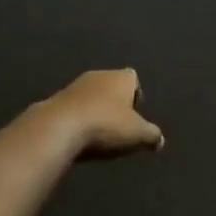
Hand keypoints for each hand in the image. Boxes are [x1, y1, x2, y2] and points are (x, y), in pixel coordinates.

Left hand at [26, 69, 163, 158]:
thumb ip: (151, 135)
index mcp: (121, 77)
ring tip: (98, 133)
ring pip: (91, 95)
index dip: (136, 95)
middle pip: (111, 85)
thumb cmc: (105, 125)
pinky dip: (78, 118)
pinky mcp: (56, 99)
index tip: (135, 115)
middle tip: (118, 126)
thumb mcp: (137, 134)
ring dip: (95, 110)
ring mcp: (75, 85)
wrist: (59, 127)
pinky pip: (73, 107)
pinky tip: (78, 136)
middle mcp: (98, 74)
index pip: (133, 78)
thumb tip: (160, 140)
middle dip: (115, 103)